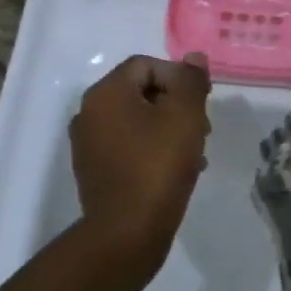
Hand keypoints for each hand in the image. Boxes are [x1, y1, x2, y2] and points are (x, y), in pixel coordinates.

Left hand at [69, 53, 211, 269]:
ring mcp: (87, 144)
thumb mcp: (185, 116)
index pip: (146, 65)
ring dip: (167, 129)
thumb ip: (190, 81)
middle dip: (175, 105)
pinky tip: (175, 172)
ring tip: (194, 154)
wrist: (127, 232)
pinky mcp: (93, 171)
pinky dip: (151, 150)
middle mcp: (88, 113)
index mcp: (105, 93)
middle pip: (140, 92)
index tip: (202, 103)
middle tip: (202, 129)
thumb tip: (193, 58)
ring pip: (136, 122)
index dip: (179, 78)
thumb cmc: (158, 167)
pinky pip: (127, 147)